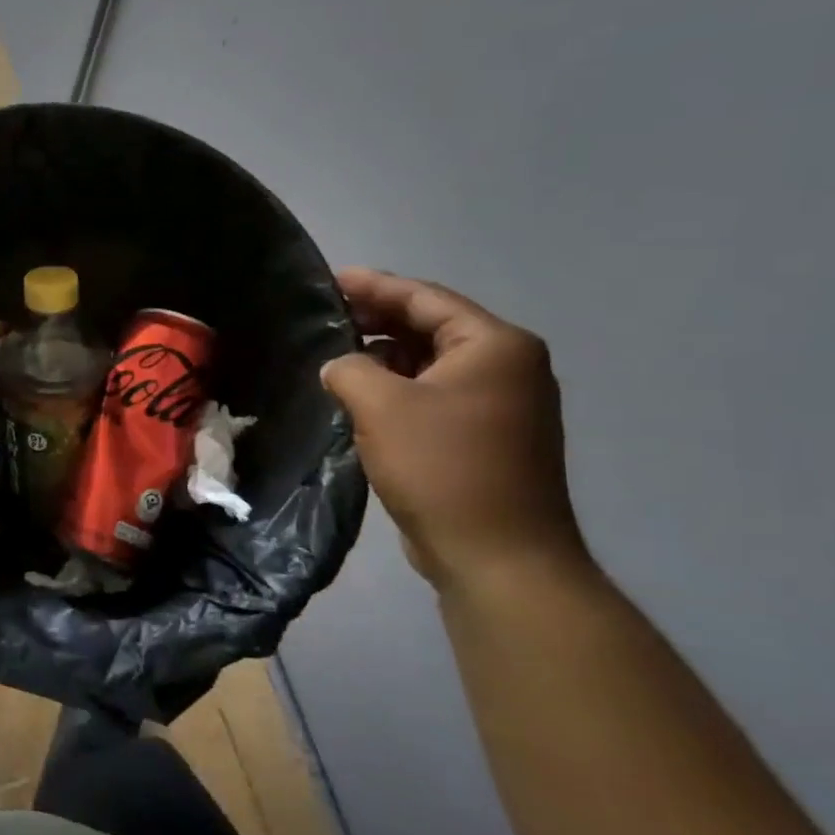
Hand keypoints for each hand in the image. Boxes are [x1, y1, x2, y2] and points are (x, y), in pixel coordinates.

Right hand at [321, 268, 588, 592]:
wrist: (497, 555)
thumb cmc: (443, 468)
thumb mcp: (382, 406)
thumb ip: (349, 368)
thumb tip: (339, 365)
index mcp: (494, 346)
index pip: (425, 298)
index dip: (374, 286)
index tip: (331, 279)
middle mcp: (507, 366)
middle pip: (432, 326)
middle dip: (378, 319)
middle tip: (327, 315)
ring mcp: (501, 403)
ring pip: (431, 362)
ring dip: (385, 356)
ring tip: (335, 354)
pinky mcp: (486, 436)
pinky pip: (434, 393)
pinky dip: (398, 387)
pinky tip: (361, 394)